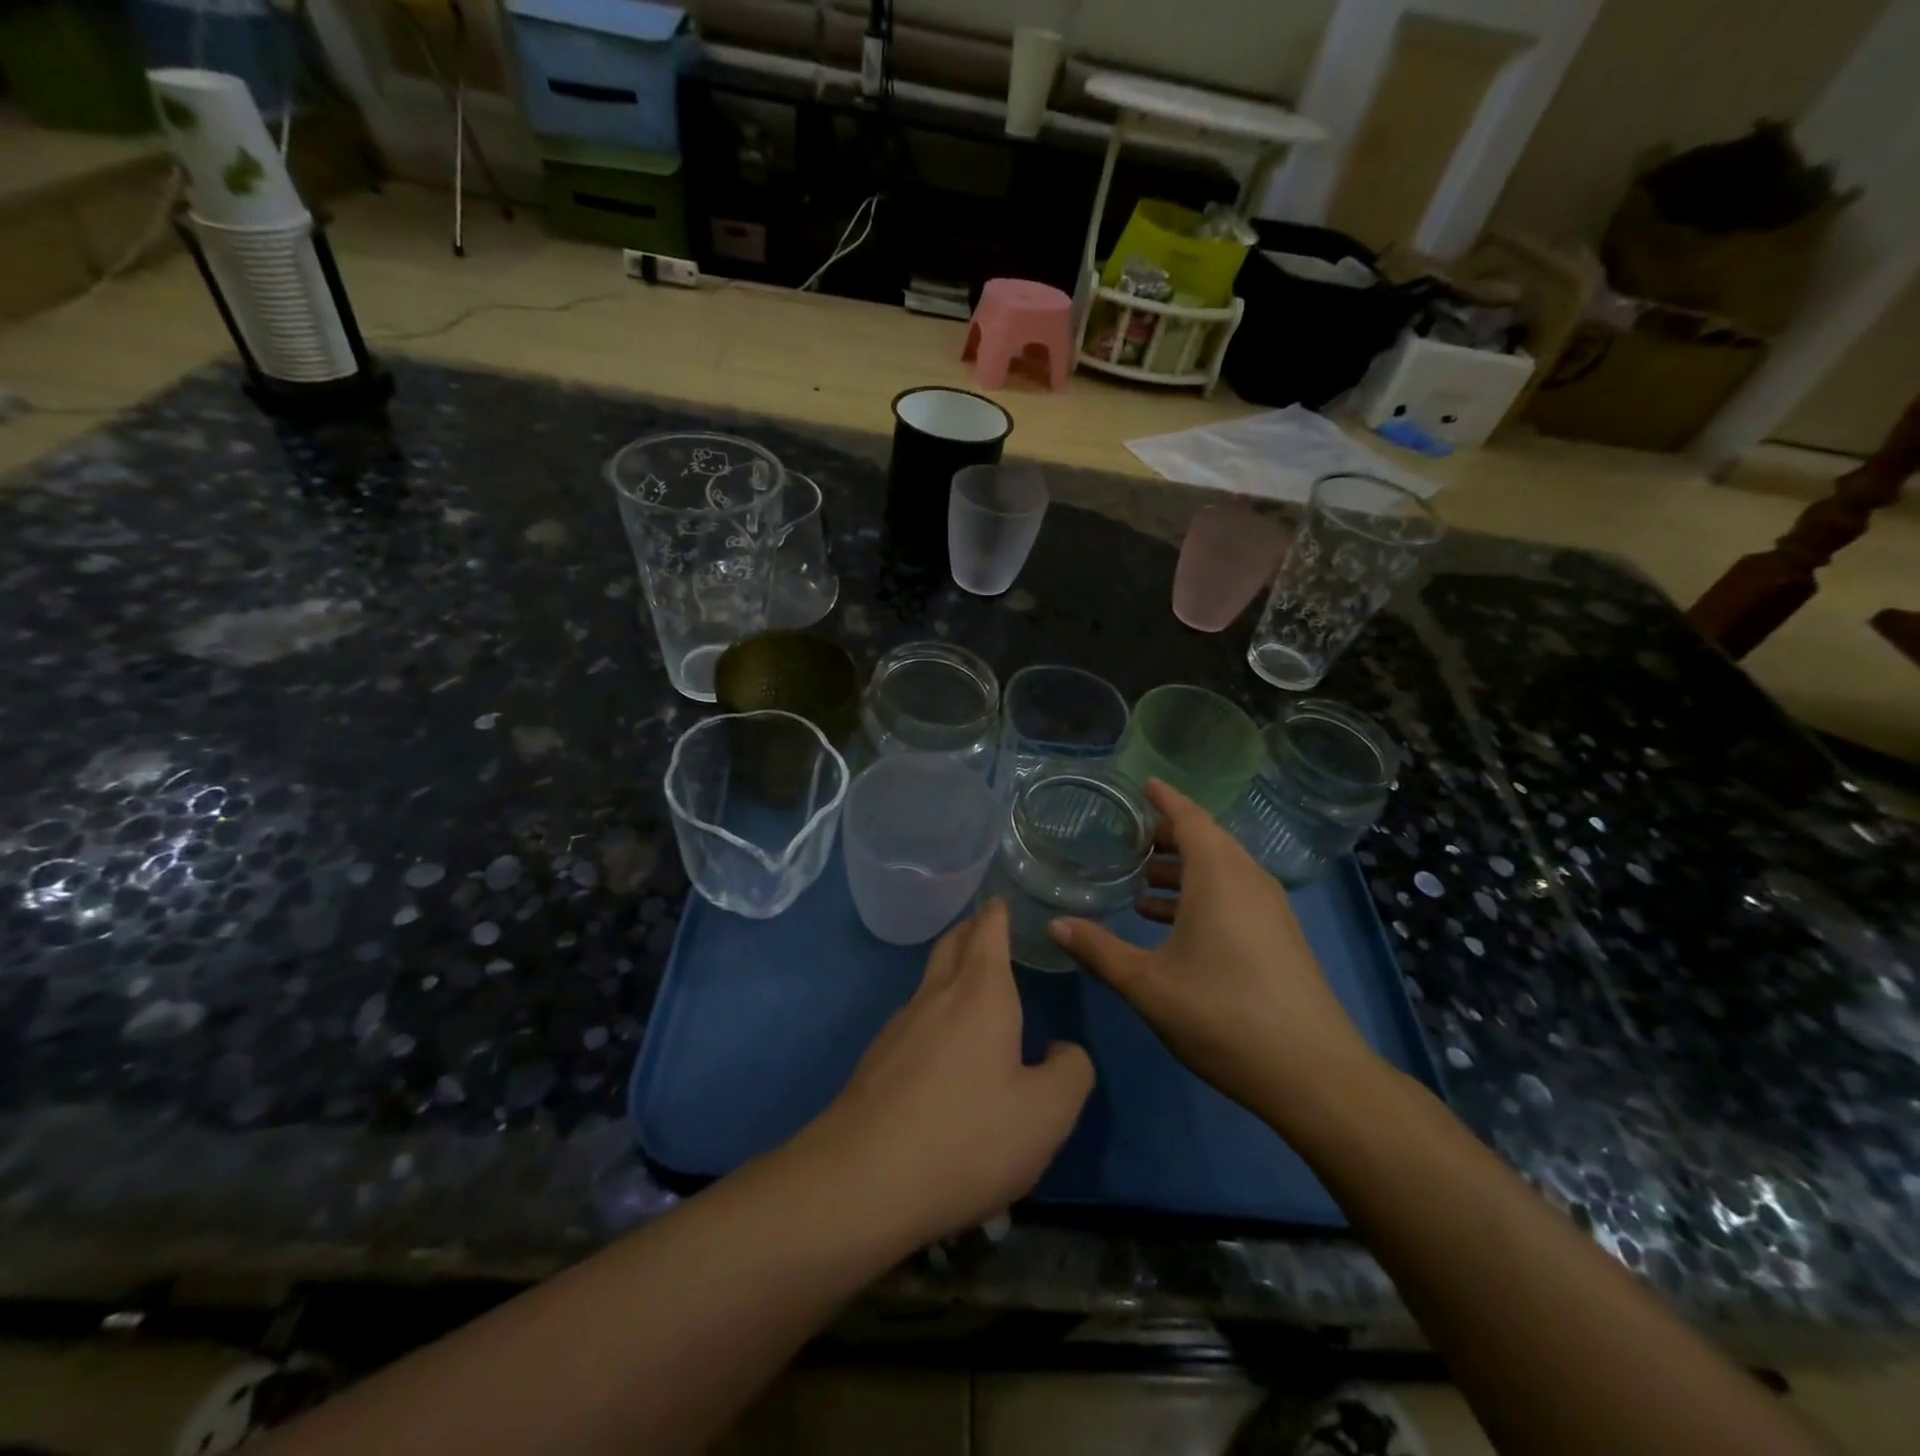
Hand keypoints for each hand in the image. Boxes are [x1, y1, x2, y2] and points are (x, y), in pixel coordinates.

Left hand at [810, 900, 1093, 1247]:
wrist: (862, 1181)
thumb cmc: (967, 1137)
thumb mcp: (1047, 1114)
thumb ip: (1071, 1072)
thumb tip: (1062, 1050)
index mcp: (980, 994)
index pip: (987, 931)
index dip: (997, 912)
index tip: (1002, 900)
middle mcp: (936, 997)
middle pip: (951, 944)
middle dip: (971, 930)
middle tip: (988, 929)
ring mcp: (899, 1027)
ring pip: (929, 982)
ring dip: (951, 972)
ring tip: (974, 990)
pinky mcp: (876, 1061)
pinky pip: (914, 1020)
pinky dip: (935, 1015)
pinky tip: (944, 1052)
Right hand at [1047, 779, 1384, 1125]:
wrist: (1314, 1074)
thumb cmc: (1223, 1016)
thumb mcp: (1148, 984)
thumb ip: (1099, 951)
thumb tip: (1054, 925)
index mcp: (1219, 877)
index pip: (1190, 818)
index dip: (1165, 799)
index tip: (1142, 785)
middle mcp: (1249, 881)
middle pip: (1208, 840)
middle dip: (1169, 835)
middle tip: (1129, 838)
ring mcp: (1271, 909)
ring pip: (1222, 870)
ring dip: (1184, 869)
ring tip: (1142, 883)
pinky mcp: (1280, 936)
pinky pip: (1235, 894)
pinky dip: (1202, 894)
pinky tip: (1172, 925)